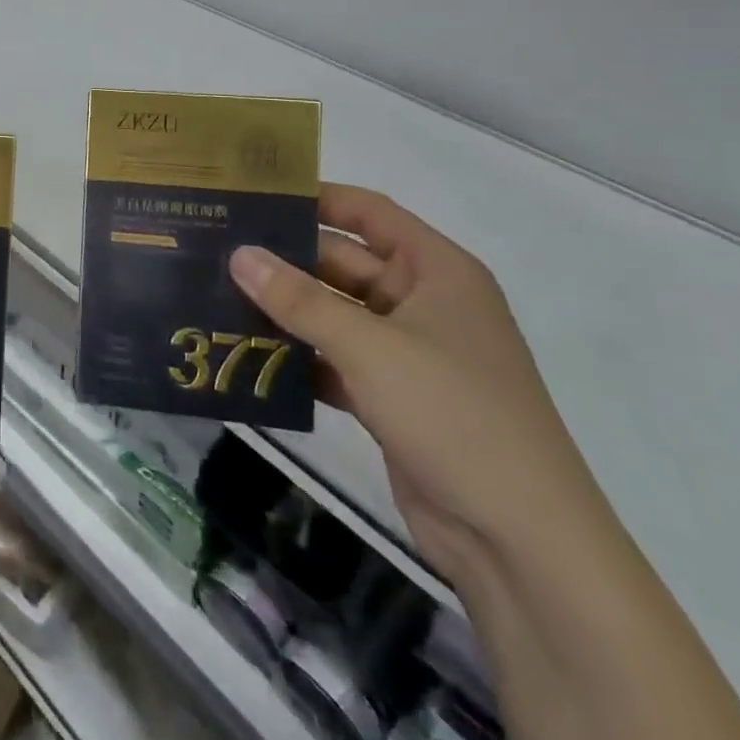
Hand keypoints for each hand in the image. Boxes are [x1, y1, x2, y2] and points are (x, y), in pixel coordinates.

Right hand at [229, 184, 608, 590]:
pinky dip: (300, 357)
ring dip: (287, 311)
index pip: (370, 213)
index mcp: (437, 272)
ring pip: (336, 315)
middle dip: (287, 260)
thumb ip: (300, 299)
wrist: (520, 543)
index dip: (317, 198)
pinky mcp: (392, 397)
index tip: (257, 196)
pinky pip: (336, 360)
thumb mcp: (371, 348)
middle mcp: (423, 303)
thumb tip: (239, 254)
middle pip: (344, 265)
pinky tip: (249, 354)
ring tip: (219, 296)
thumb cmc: (454, 415)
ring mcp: (409, 353)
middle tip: (219, 250)